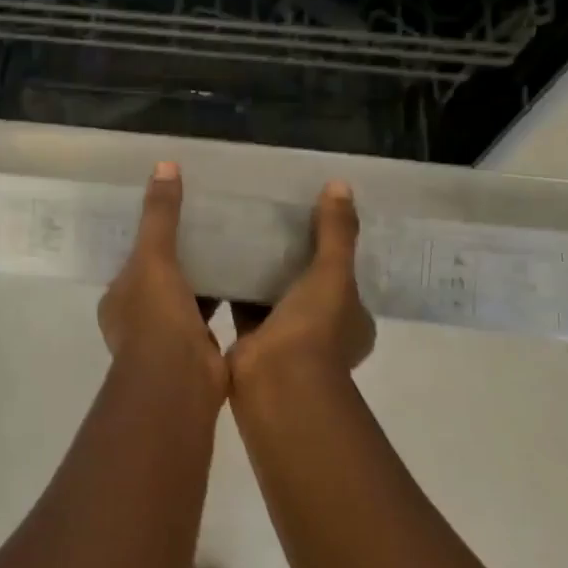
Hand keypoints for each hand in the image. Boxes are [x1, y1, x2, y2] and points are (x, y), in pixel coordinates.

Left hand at [98, 163, 227, 392]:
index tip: (174, 217)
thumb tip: (164, 166)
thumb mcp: (154, 257)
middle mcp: (136, 319)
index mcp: (118, 298)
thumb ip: (160, 215)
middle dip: (178, 259)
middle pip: (159, 279)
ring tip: (230, 247)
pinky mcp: (196, 351)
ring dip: (201, 280)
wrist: (178, 380)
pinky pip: (208, 317)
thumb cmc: (156, 317)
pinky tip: (245, 281)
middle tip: (208, 226)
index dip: (150, 240)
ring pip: (184, 298)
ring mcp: (165, 339)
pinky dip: (222, 301)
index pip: (132, 261)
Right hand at [227, 180, 375, 388]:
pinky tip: (216, 260)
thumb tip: (341, 185)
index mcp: (351, 320)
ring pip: (274, 297)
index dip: (331, 252)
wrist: (276, 382)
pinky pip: (243, 307)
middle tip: (269, 222)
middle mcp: (323, 332)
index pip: (344, 278)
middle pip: (307, 286)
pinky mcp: (252, 343)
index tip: (310, 222)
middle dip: (291, 261)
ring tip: (240, 234)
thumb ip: (335, 232)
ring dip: (261, 274)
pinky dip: (233, 288)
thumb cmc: (314, 329)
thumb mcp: (332, 273)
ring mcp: (287, 340)